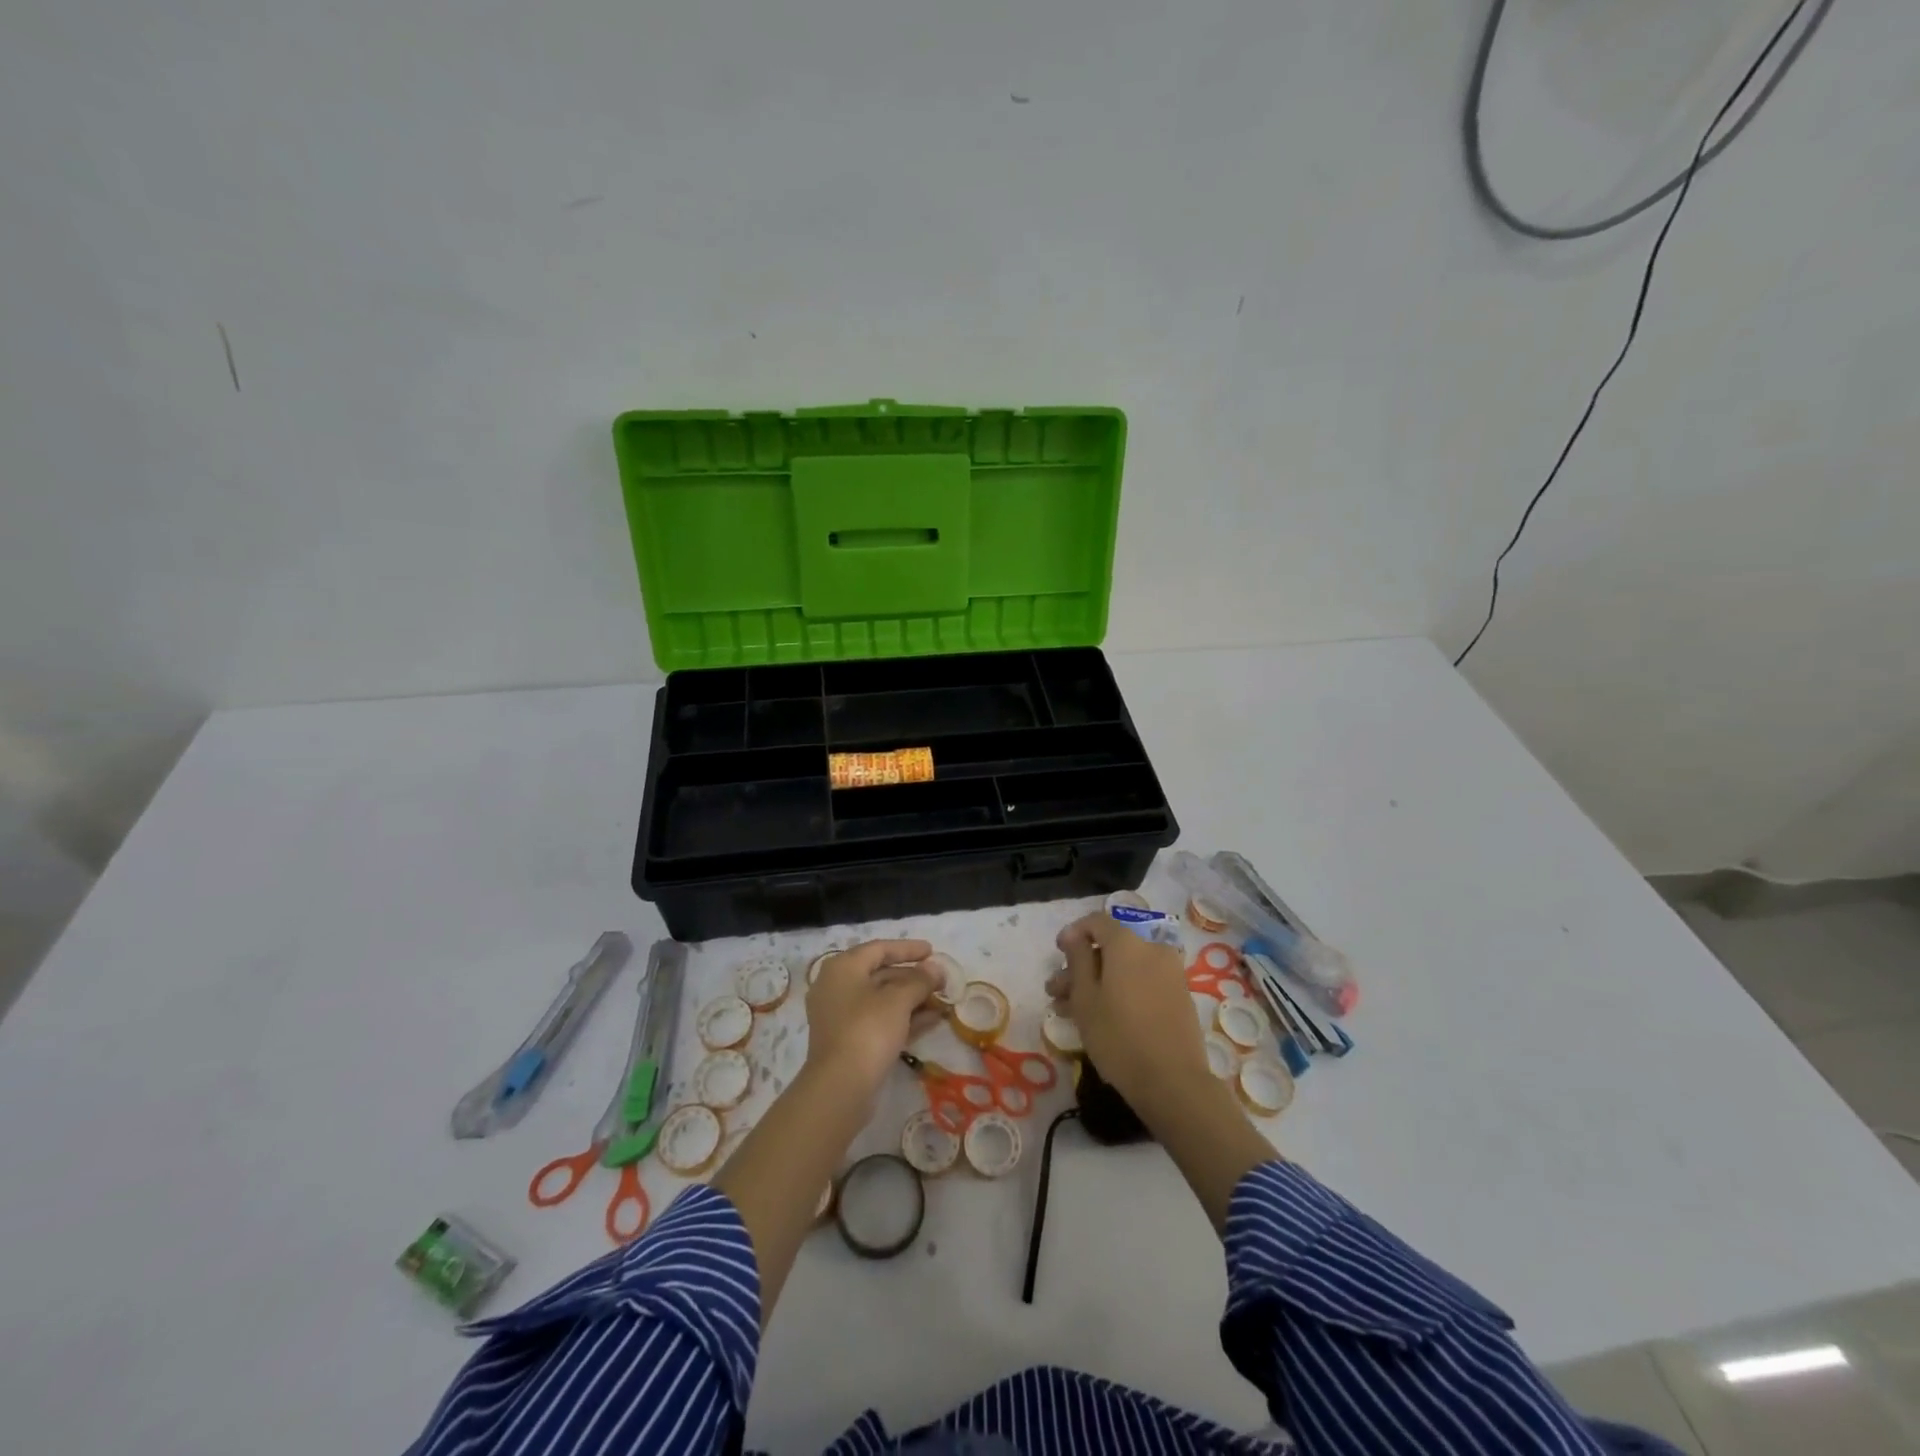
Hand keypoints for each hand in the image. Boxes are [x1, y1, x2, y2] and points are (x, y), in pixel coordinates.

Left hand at [805, 939, 946, 1097]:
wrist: (840, 1087)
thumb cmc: (868, 1030)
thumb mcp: (898, 1000)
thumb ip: (920, 980)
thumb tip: (936, 968)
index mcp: (843, 968)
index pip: (879, 948)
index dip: (908, 949)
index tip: (933, 951)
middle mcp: (837, 987)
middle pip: (880, 974)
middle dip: (913, 977)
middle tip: (941, 980)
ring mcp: (841, 1016)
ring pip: (882, 1000)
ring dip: (912, 999)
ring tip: (942, 1001)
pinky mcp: (849, 1041)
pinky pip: (880, 1020)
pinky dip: (904, 1018)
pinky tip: (932, 1020)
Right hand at [1049, 912, 1212, 1117]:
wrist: (1174, 1083)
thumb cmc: (1119, 1036)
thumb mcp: (1086, 997)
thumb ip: (1078, 959)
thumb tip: (1074, 935)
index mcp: (1129, 943)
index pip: (1097, 921)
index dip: (1073, 933)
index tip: (1057, 954)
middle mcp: (1153, 949)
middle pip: (1110, 948)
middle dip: (1080, 966)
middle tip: (1057, 992)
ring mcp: (1169, 973)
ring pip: (1124, 968)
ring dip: (1097, 982)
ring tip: (1070, 1010)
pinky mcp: (1178, 996)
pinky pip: (1141, 981)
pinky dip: (1119, 991)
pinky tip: (1099, 1017)